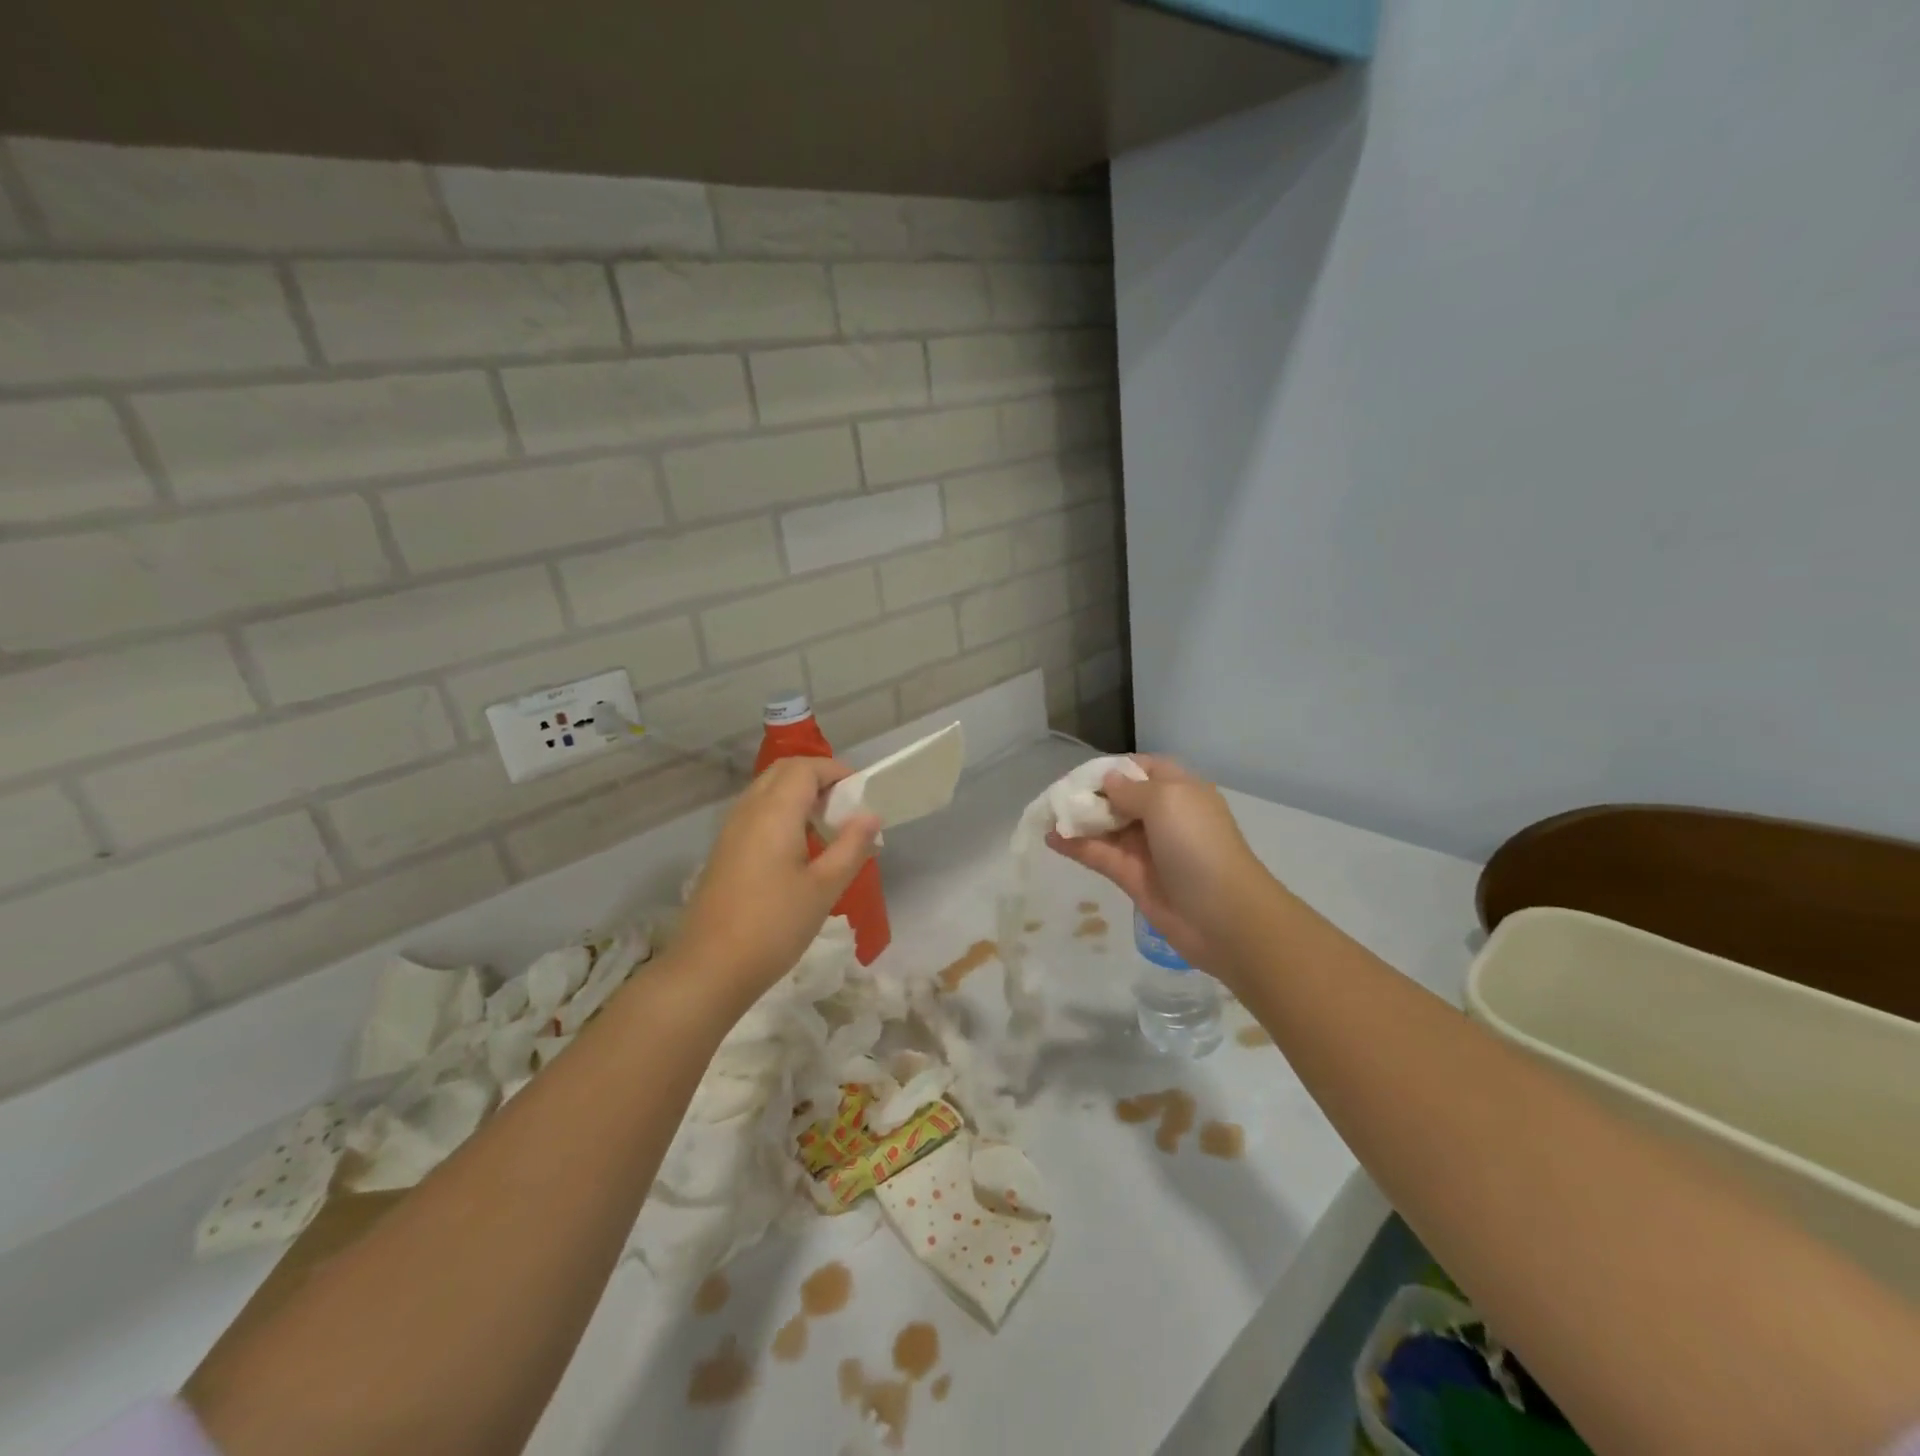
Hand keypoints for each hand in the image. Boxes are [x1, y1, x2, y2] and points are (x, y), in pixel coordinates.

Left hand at [675, 758, 880, 1004]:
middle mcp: (748, 810)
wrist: (709, 969)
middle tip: (846, 806)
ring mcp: (731, 830)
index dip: (836, 771)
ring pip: (767, 791)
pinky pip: (756, 812)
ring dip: (798, 795)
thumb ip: (851, 846)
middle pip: (783, 772)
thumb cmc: (774, 926)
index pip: (806, 768)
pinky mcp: (724, 851)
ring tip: (828, 828)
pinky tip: (799, 849)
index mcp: (774, 812)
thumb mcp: (824, 888)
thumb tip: (871, 816)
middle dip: (817, 778)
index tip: (862, 793)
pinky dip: (782, 813)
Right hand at [1046, 756, 1269, 978]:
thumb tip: (1108, 781)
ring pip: (1106, 826)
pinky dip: (1076, 846)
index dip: (1114, 768)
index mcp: (1179, 791)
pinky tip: (1051, 838)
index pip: (1142, 768)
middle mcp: (1163, 816)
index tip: (1082, 772)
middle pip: (1119, 798)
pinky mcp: (1133, 877)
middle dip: (1089, 794)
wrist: (1223, 916)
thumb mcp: (1167, 801)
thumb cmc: (1197, 845)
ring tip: (1045, 814)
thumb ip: (1130, 789)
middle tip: (1055, 794)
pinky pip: (1099, 854)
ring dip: (1078, 819)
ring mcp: (1147, 848)